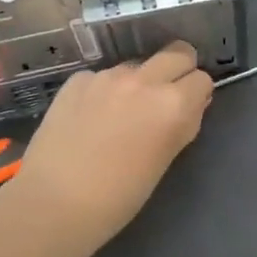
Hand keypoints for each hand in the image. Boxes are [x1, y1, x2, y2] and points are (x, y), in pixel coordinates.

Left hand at [0, 40, 212, 256]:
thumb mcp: (166, 160)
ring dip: (139, 81)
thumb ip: (183, 124)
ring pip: (138, 64)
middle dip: (178, 70)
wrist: (54, 204)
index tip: (188, 111)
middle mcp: (144, 81)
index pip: (202, 79)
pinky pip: (102, 76)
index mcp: (173, 104)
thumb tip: (191, 105)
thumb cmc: (120, 196)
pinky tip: (92, 117)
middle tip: (165, 97)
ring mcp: (107, 77)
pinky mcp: (77, 81)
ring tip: (123, 113)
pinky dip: (104, 90)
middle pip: (177, 53)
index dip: (197, 94)